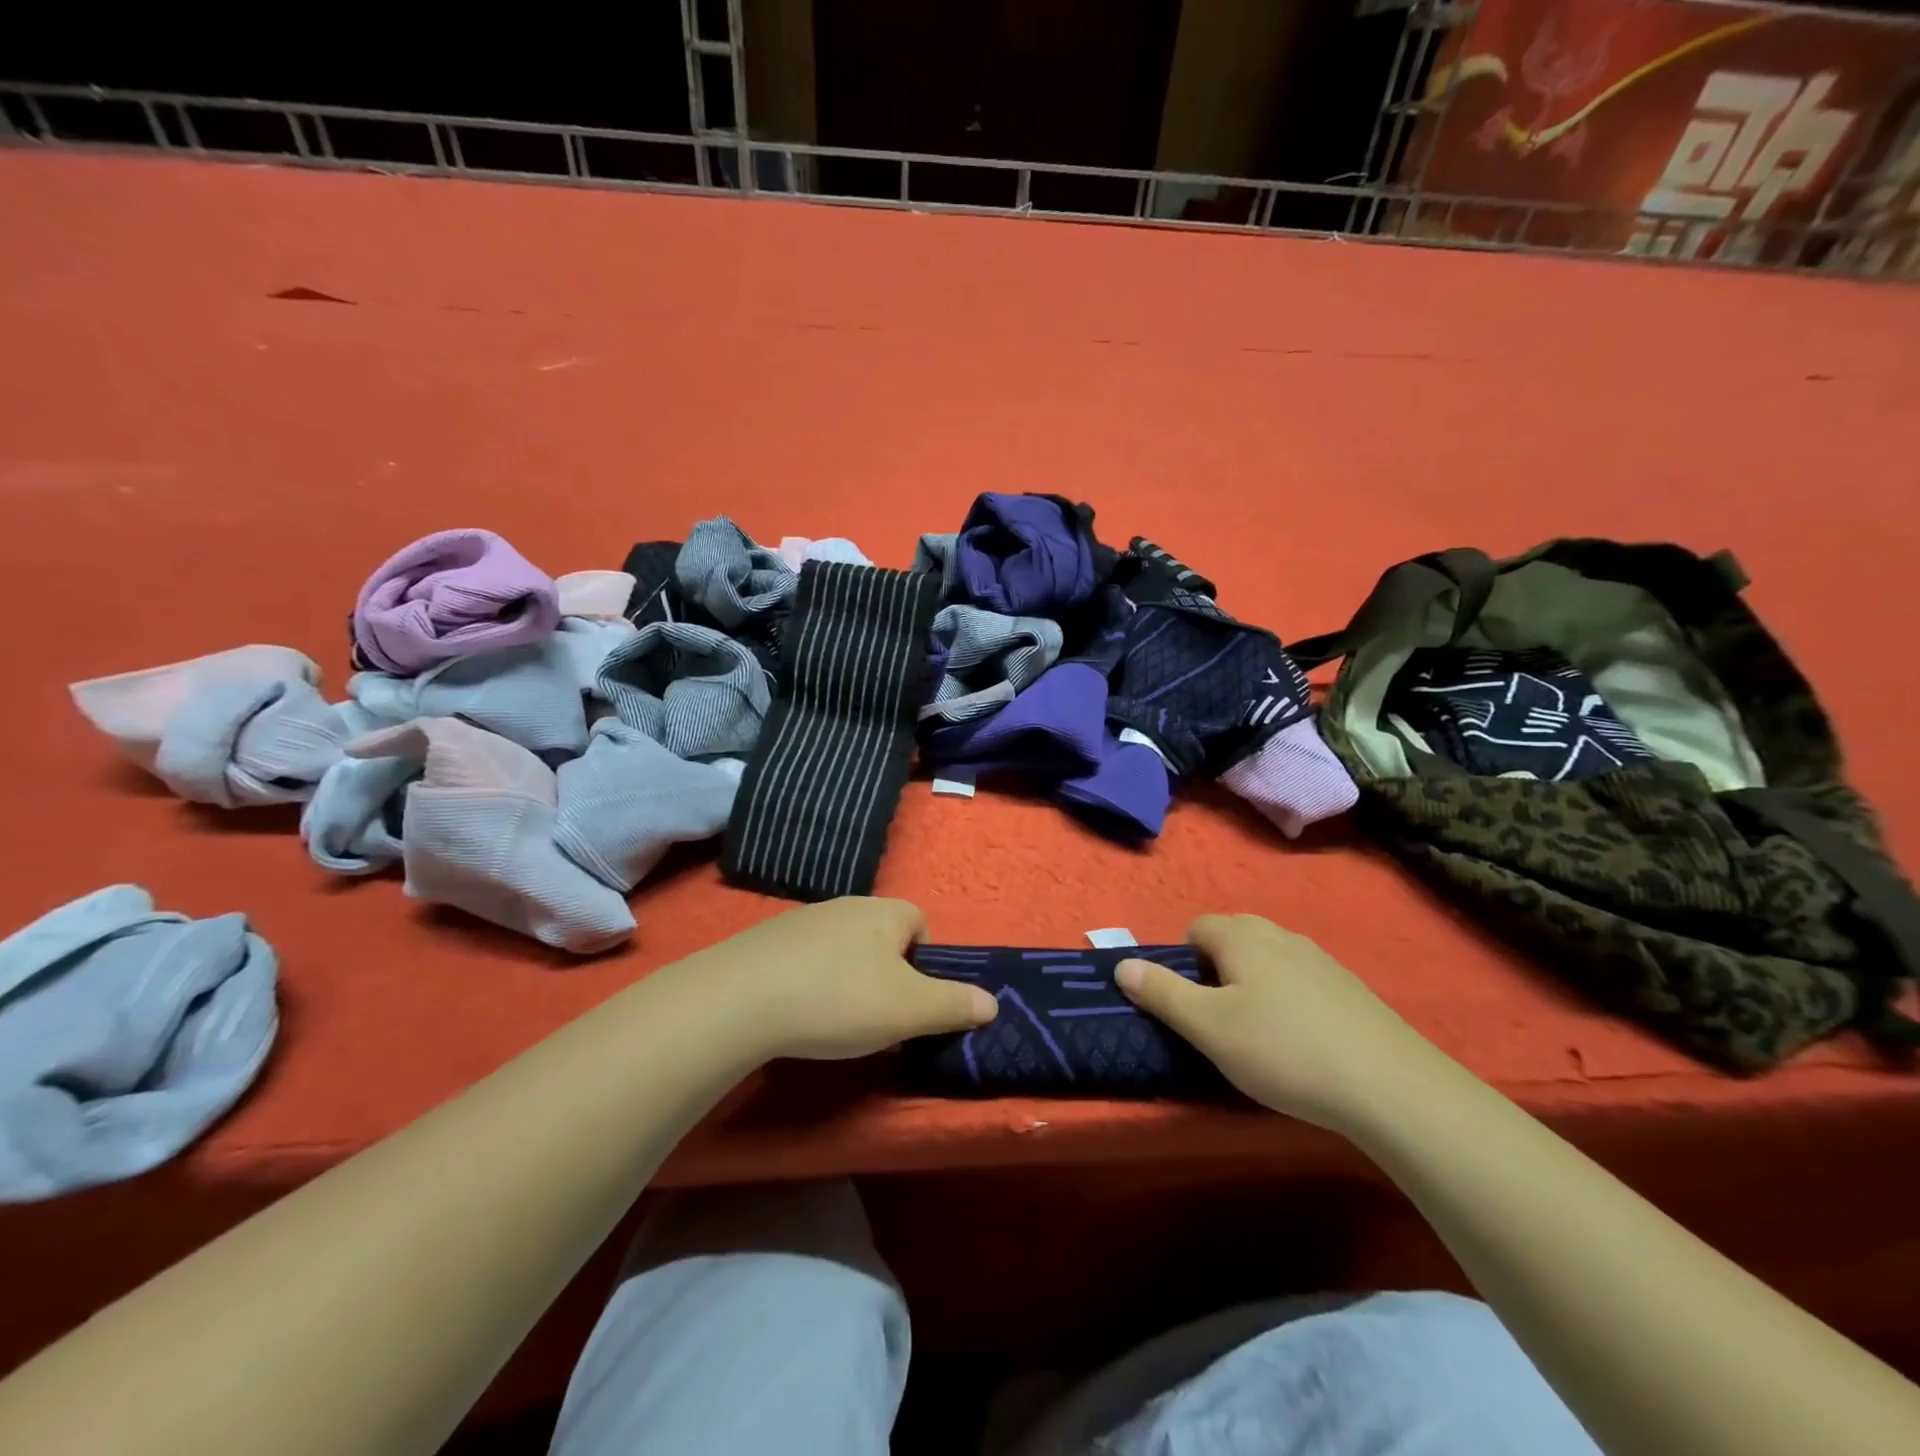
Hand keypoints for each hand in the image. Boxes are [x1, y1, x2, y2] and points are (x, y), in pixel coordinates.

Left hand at [690, 898, 996, 1061]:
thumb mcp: (908, 1010)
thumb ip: (953, 1005)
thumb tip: (991, 1002)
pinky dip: (809, 982)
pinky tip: (797, 1013)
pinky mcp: (766, 940)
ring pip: (842, 948)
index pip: (920, 923)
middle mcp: (846, 905)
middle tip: (879, 1018)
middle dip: (886, 974)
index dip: (925, 962)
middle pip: (881, 936)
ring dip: (846, 978)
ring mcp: (802, 919)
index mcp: (885, 913)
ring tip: (834, 1021)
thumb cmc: (839, 998)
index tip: (913, 1001)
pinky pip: (804, 958)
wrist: (740, 998)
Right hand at [1116, 914, 1446, 1132]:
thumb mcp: (1209, 1028)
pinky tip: (1301, 1043)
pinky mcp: (1350, 988)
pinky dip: (1289, 1000)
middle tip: (1219, 1021)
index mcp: (1242, 936)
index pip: (1195, 929)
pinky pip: (1300, 980)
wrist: (1391, 1087)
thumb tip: (1123, 965)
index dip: (1183, 964)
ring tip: (1259, 1035)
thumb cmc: (1283, 1051)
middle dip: (1216, 971)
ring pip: (1268, 959)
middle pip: (1232, 938)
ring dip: (1253, 985)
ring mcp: (1320, 959)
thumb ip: (1162, 993)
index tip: (1191, 1007)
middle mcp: (1280, 934)